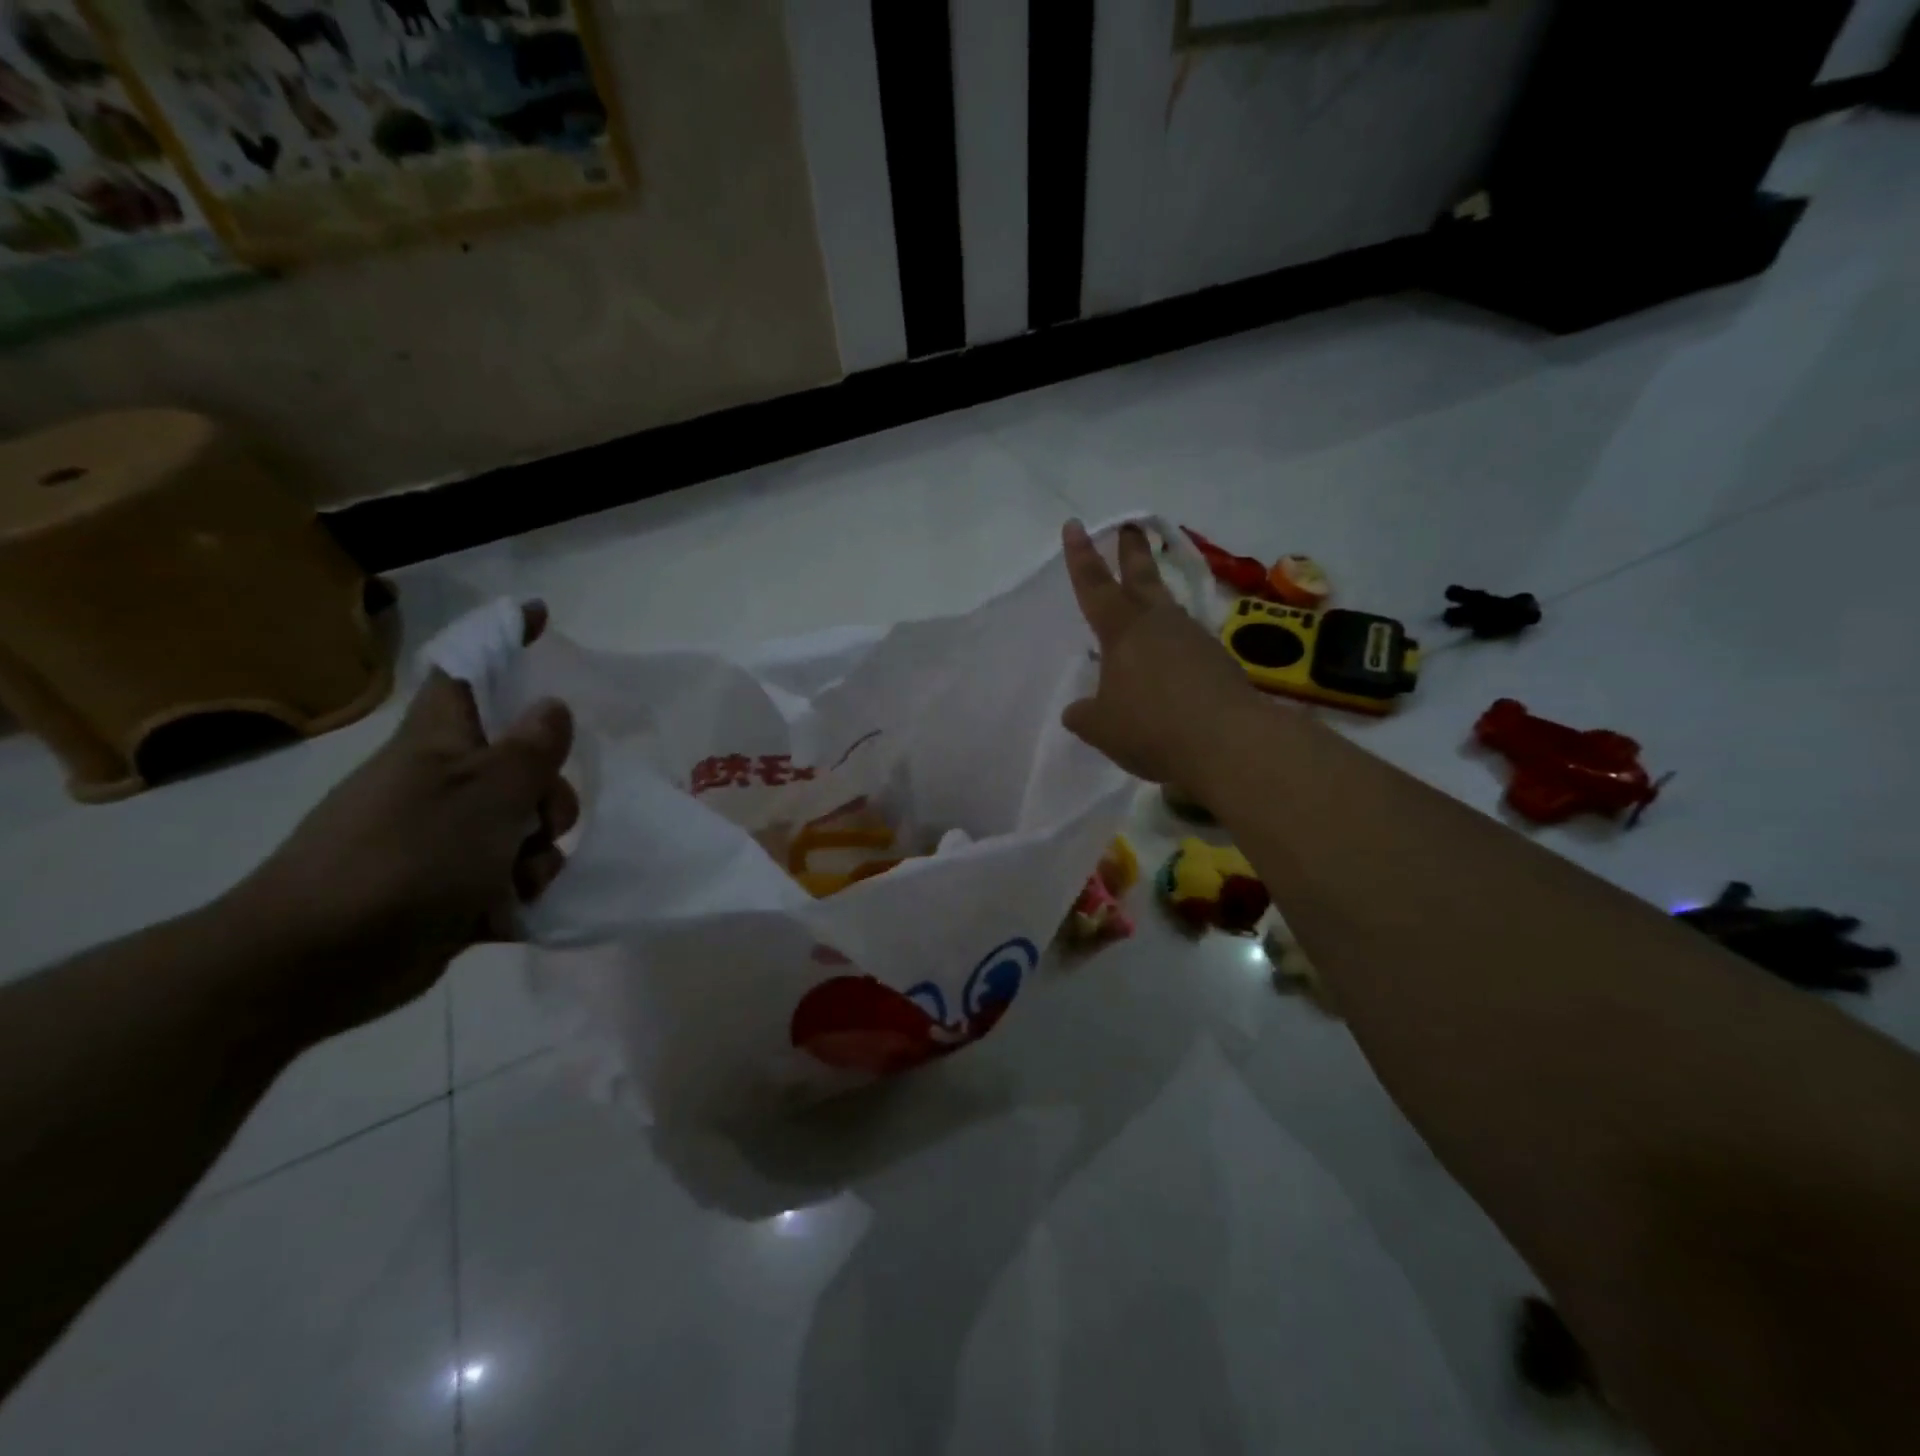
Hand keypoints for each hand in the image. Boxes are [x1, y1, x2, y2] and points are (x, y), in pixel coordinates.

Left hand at [233, 602, 577, 1042]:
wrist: (314, 963)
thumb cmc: (404, 859)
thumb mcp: (484, 797)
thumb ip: (528, 751)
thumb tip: (553, 705)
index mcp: (441, 745)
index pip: (472, 672)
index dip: (504, 639)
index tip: (540, 614)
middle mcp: (444, 784)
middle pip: (524, 767)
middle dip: (551, 798)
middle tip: (540, 824)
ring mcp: (445, 838)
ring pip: (524, 829)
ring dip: (538, 855)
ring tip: (517, 883)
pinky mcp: (448, 889)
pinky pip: (508, 877)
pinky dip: (518, 893)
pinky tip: (510, 911)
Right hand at [1060, 519, 1256, 784]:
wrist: (1227, 742)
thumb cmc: (1151, 728)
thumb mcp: (1101, 728)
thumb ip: (1084, 715)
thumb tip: (1077, 711)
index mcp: (1122, 631)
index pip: (1094, 586)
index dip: (1081, 557)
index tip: (1075, 525)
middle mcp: (1159, 624)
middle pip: (1142, 578)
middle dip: (1132, 552)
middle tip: (1131, 527)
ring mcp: (1194, 640)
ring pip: (1169, 611)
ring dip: (1156, 602)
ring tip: (1147, 610)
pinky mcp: (1219, 662)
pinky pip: (1188, 646)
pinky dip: (1175, 649)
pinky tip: (1172, 670)